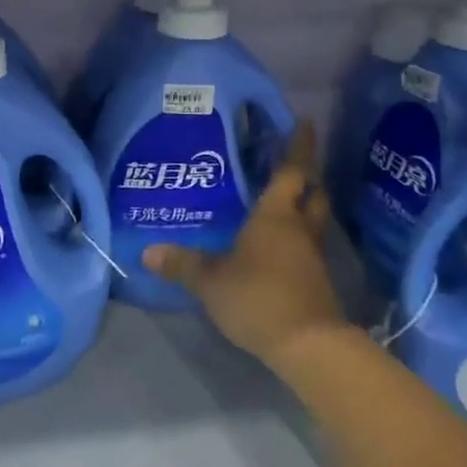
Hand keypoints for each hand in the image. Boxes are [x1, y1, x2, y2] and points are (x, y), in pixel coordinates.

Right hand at [144, 123, 347, 370]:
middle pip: (312, 192)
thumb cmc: (258, 296)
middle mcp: (299, 228)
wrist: (308, 345)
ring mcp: (312, 255)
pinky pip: (308, 246)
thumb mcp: (211, 280)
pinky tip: (279, 246)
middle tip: (294, 162)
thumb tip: (148, 251)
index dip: (298, 145)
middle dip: (307, 175)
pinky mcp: (317, 281)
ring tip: (282, 201)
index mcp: (276, 214)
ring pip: (313, 219)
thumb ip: (182, 264)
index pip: (291, 170)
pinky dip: (298, 237)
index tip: (304, 122)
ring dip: (304, 206)